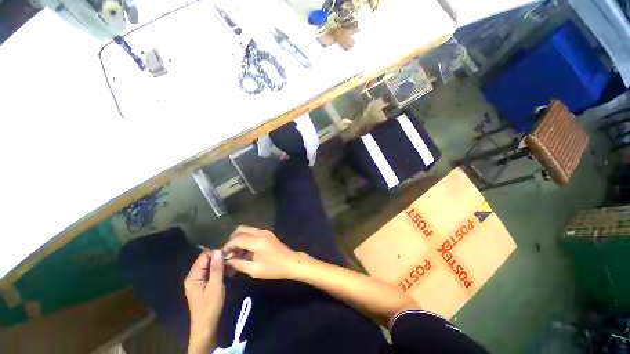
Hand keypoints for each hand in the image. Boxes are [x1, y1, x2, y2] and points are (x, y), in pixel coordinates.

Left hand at [184, 250, 224, 352]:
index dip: (216, 252)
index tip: (229, 251)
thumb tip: (218, 250)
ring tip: (233, 265)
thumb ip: (216, 268)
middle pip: (206, 260)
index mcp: (193, 276)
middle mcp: (193, 276)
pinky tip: (229, 272)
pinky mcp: (203, 284)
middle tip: (233, 258)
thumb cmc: (210, 306)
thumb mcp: (215, 286)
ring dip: (221, 264)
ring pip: (210, 266)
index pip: (204, 256)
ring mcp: (198, 281)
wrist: (206, 326)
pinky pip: (211, 273)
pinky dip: (220, 271)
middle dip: (220, 258)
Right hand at [223, 226, 302, 279]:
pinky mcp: (267, 233)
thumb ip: (238, 264)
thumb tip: (226, 260)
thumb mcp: (254, 270)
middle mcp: (261, 232)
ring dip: (238, 239)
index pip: (237, 239)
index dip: (227, 246)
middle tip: (228, 253)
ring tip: (235, 253)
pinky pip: (252, 232)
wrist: (291, 262)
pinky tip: (244, 251)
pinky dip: (245, 238)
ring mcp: (265, 231)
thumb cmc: (274, 269)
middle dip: (231, 240)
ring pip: (246, 229)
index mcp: (258, 241)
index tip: (222, 256)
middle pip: (240, 229)